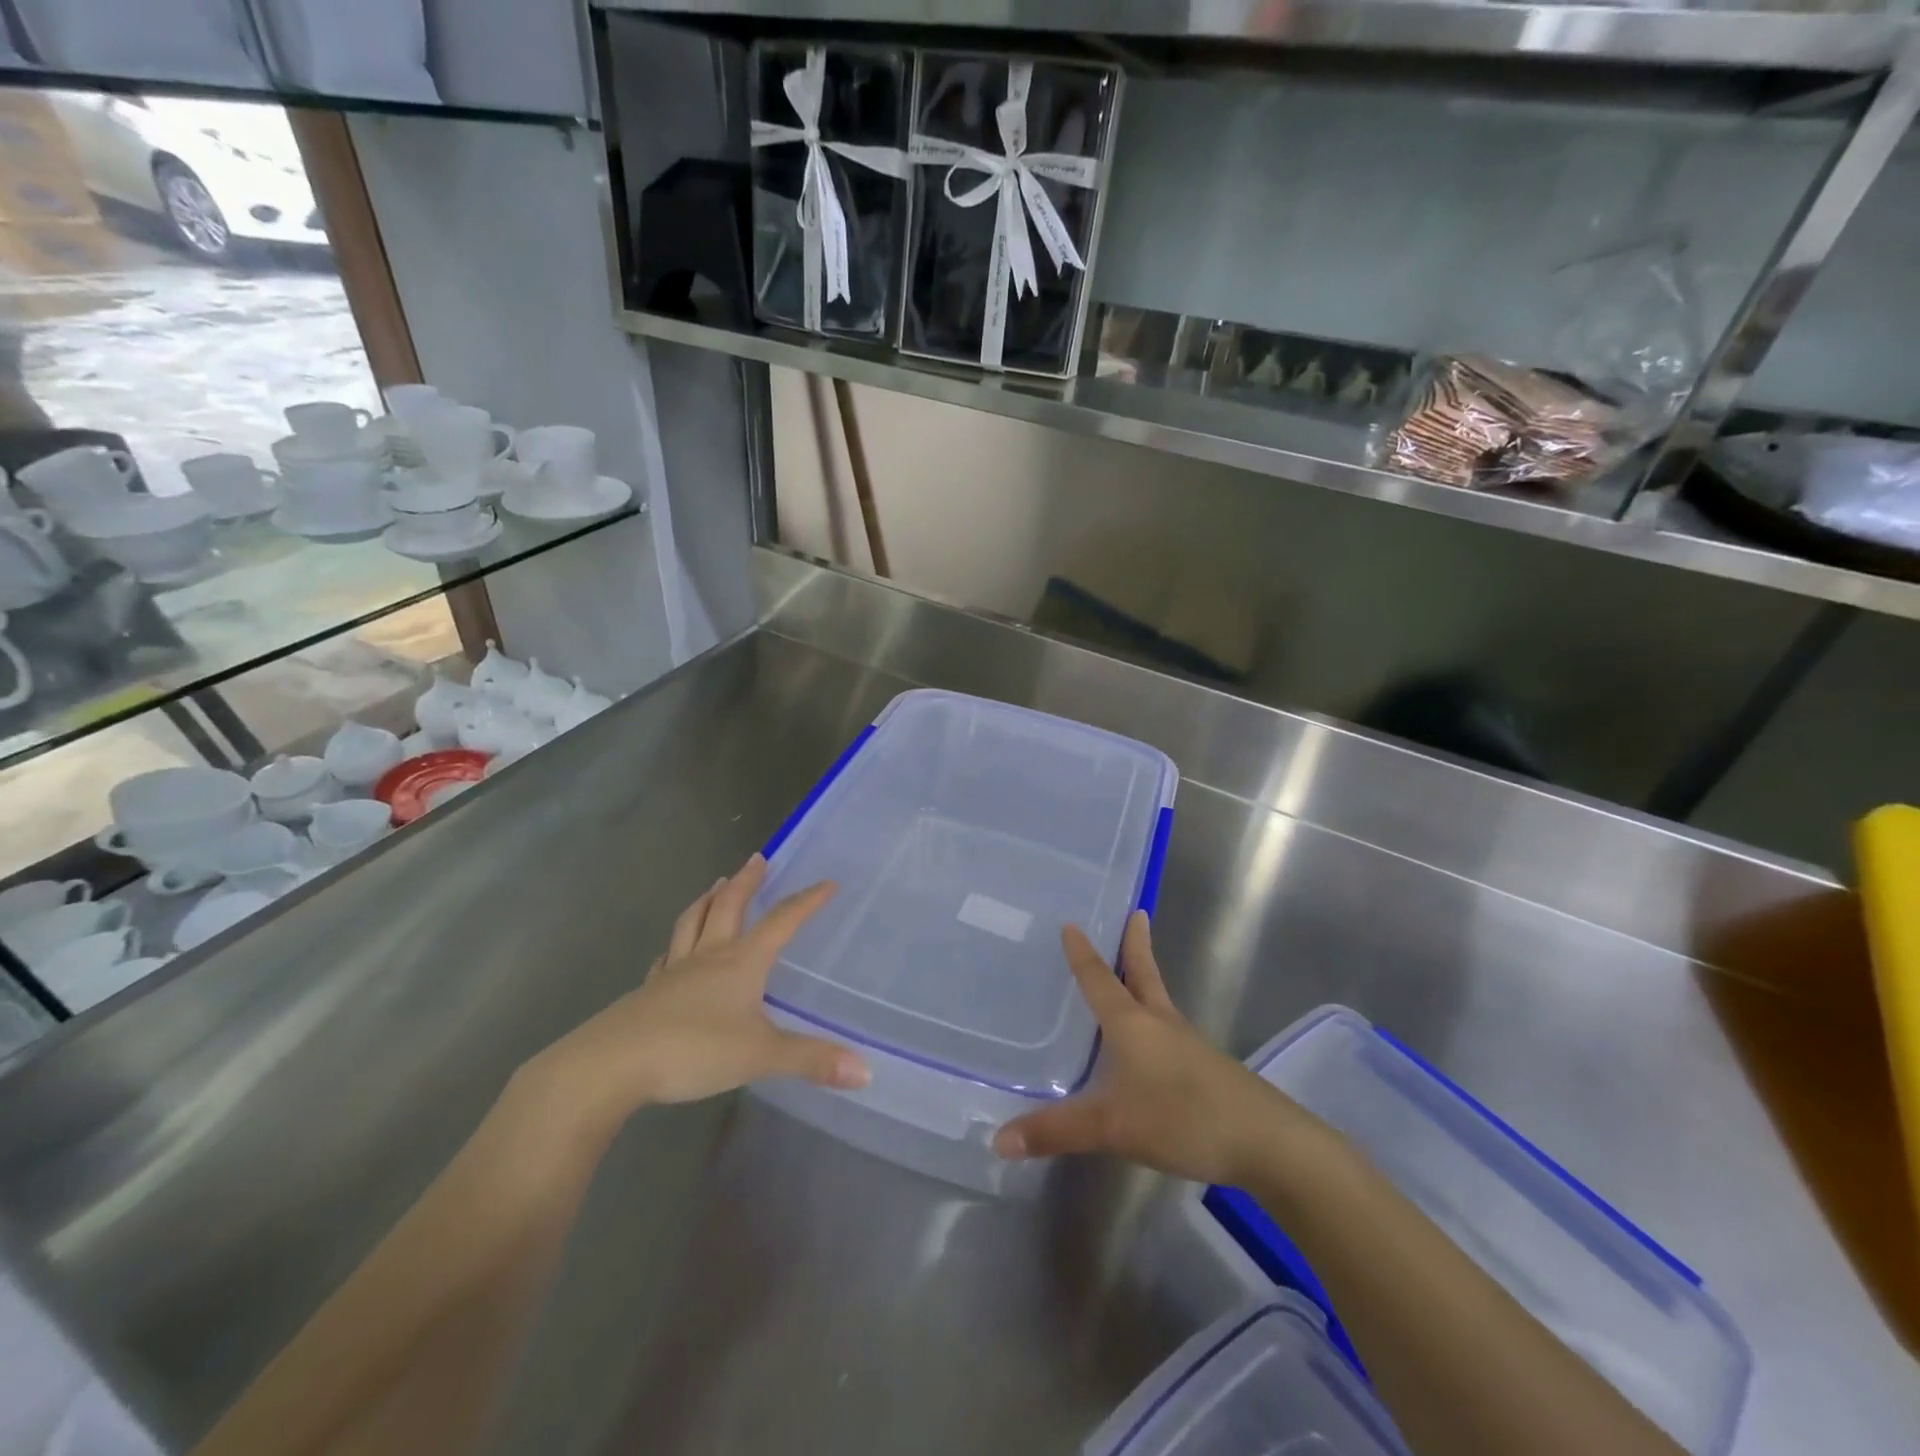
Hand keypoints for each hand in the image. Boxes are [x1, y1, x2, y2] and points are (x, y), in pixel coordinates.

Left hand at [508, 855, 868, 1142]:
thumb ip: (811, 1060)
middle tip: (757, 859)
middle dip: (747, 882)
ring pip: (692, 923)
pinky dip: (676, 944)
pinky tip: (674, 951)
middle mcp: (708, 957)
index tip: (827, 883)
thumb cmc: (692, 1051)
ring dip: (707, 901)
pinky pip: (667, 957)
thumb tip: (867, 1071)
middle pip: (729, 907)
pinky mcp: (648, 994)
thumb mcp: (760, 1056)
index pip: (781, 922)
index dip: (806, 902)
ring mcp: (673, 973)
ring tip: (716, 885)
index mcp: (740, 962)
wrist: (611, 1066)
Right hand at [993, 912, 1295, 1186]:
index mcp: (1133, 1024)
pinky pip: (1171, 1031)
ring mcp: (1188, 1044)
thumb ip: (1056, 1132)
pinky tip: (1152, 1044)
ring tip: (1133, 973)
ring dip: (1145, 979)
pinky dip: (1156, 1019)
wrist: (1267, 1142)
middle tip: (1135, 913)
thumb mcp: (1112, 1127)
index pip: (1100, 980)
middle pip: (1144, 975)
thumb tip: (998, 1139)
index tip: (1073, 923)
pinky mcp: (1206, 1068)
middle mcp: (1160, 1023)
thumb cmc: (1183, 1118)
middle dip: (1135, 946)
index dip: (1083, 954)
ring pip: (1159, 1001)